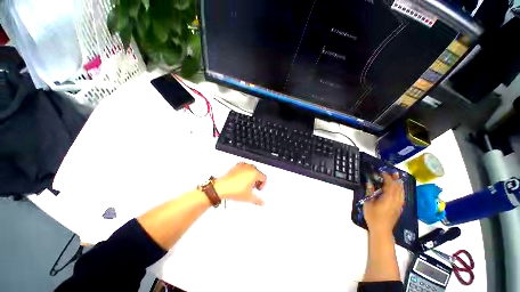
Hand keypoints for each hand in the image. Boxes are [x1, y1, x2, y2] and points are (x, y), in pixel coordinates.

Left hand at [214, 162, 266, 204]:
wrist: (221, 187)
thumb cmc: (234, 190)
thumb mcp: (249, 197)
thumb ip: (258, 200)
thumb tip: (262, 203)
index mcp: (255, 173)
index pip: (264, 177)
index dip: (263, 185)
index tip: (258, 189)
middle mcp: (249, 167)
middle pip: (258, 173)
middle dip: (257, 180)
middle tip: (253, 187)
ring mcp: (242, 165)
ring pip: (251, 169)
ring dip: (251, 176)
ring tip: (246, 184)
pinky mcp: (236, 166)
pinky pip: (244, 168)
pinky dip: (244, 172)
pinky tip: (240, 179)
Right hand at [363, 172, 403, 234]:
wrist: (382, 230)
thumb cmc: (373, 216)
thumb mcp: (368, 203)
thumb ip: (370, 192)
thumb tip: (369, 182)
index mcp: (388, 198)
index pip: (390, 185)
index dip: (387, 177)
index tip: (382, 172)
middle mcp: (396, 200)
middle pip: (398, 187)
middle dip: (396, 179)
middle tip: (393, 172)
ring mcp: (399, 204)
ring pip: (402, 191)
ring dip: (399, 184)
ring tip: (397, 178)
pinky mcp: (399, 208)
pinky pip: (402, 196)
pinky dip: (400, 190)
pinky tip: (398, 189)